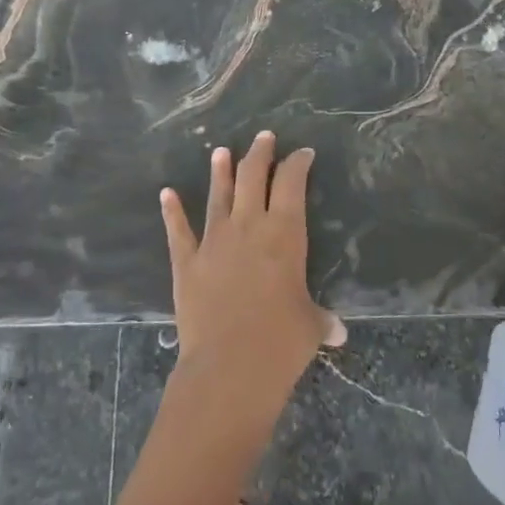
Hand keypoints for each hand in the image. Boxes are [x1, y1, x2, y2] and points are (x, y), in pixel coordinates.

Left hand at [159, 132, 345, 401]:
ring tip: (221, 150)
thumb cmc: (281, 342)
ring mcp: (214, 241)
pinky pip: (179, 230)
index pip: (291, 183)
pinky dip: (172, 211)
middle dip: (259, 154)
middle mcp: (248, 226)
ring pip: (218, 195)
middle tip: (264, 137)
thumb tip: (338, 332)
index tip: (302, 153)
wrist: (229, 366)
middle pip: (252, 177)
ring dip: (220, 171)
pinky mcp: (187, 262)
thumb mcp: (310, 327)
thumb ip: (321, 321)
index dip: (297, 164)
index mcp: (284, 233)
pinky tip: (166, 193)